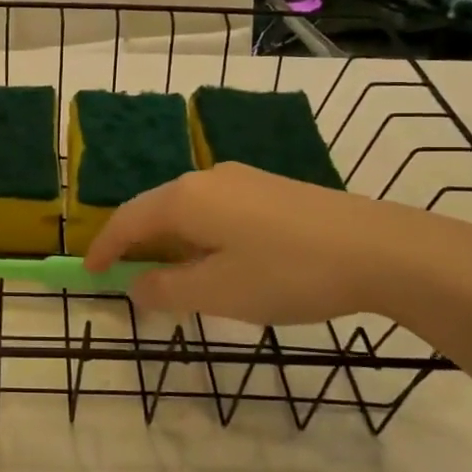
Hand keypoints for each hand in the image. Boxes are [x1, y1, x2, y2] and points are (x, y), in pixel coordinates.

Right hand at [82, 161, 471, 325]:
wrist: (381, 249)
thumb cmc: (287, 272)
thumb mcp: (217, 292)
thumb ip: (166, 289)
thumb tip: (135, 286)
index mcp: (185, 198)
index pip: (126, 220)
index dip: (104, 249)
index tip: (89, 275)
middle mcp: (207, 178)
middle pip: (155, 210)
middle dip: (136, 245)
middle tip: (128, 279)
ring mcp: (243, 179)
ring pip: (187, 210)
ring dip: (171, 242)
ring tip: (173, 277)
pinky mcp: (271, 189)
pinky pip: (216, 210)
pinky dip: (200, 236)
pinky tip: (219, 261)